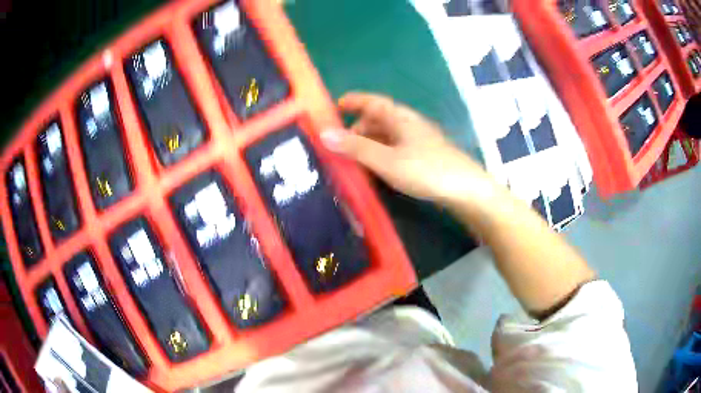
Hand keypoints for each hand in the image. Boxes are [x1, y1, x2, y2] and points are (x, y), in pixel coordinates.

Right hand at [321, 92, 498, 208]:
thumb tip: (324, 134)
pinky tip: (376, 170)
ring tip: (353, 161)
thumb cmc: (426, 170)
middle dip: (357, 129)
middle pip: (378, 120)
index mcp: (400, 117)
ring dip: (368, 144)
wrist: (466, 190)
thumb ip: (356, 148)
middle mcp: (408, 124)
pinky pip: (395, 150)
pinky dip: (381, 155)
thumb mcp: (387, 160)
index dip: (353, 101)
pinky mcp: (424, 157)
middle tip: (339, 145)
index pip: (372, 101)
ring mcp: (418, 141)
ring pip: (386, 136)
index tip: (334, 106)